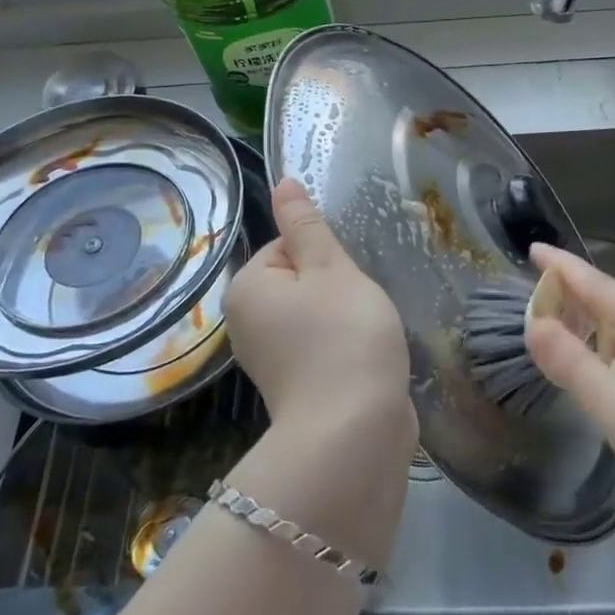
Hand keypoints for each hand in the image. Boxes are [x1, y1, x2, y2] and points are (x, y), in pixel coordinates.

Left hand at [225, 179, 414, 436]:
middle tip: (360, 308)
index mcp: (247, 288)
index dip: (326, 258)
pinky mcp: (295, 386)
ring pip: (315, 313)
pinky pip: (320, 346)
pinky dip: (343, 346)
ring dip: (345, 317)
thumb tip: (283, 182)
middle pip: (301, 280)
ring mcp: (270, 359)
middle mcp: (246, 323)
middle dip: (337, 288)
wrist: (355, 432)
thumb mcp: (330, 268)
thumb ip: (306, 225)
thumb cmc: (344, 336)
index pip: (288, 246)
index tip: (346, 282)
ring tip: (367, 333)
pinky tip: (364, 356)